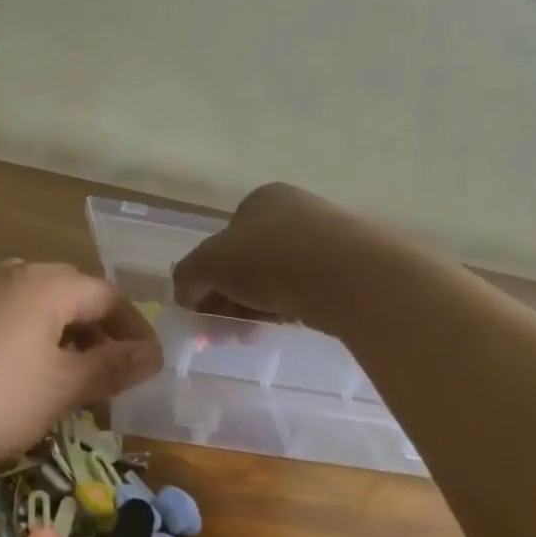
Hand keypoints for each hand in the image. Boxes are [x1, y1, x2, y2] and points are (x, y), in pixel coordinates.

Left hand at [0, 260, 162, 470]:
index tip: (148, 366)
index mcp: (46, 285)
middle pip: (66, 292)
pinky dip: (1, 326)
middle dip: (92, 329)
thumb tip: (154, 354)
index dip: (134, 329)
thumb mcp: (60, 389)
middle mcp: (7, 271)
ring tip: (54, 365)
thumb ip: (110, 368)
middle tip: (104, 371)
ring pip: (22, 298)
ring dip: (48, 327)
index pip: (108, 296)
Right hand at [172, 183, 359, 327]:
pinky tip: (276, 329)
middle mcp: (293, 212)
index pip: (221, 240)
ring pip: (272, 280)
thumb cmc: (270, 258)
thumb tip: (185, 294)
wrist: (350, 278)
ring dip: (250, 308)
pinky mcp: (346, 269)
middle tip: (219, 331)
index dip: (206, 277)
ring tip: (244, 336)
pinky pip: (302, 291)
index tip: (201, 310)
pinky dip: (283, 310)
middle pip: (245, 263)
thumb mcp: (209, 263)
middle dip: (226, 298)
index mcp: (260, 200)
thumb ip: (187, 276)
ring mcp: (324, 240)